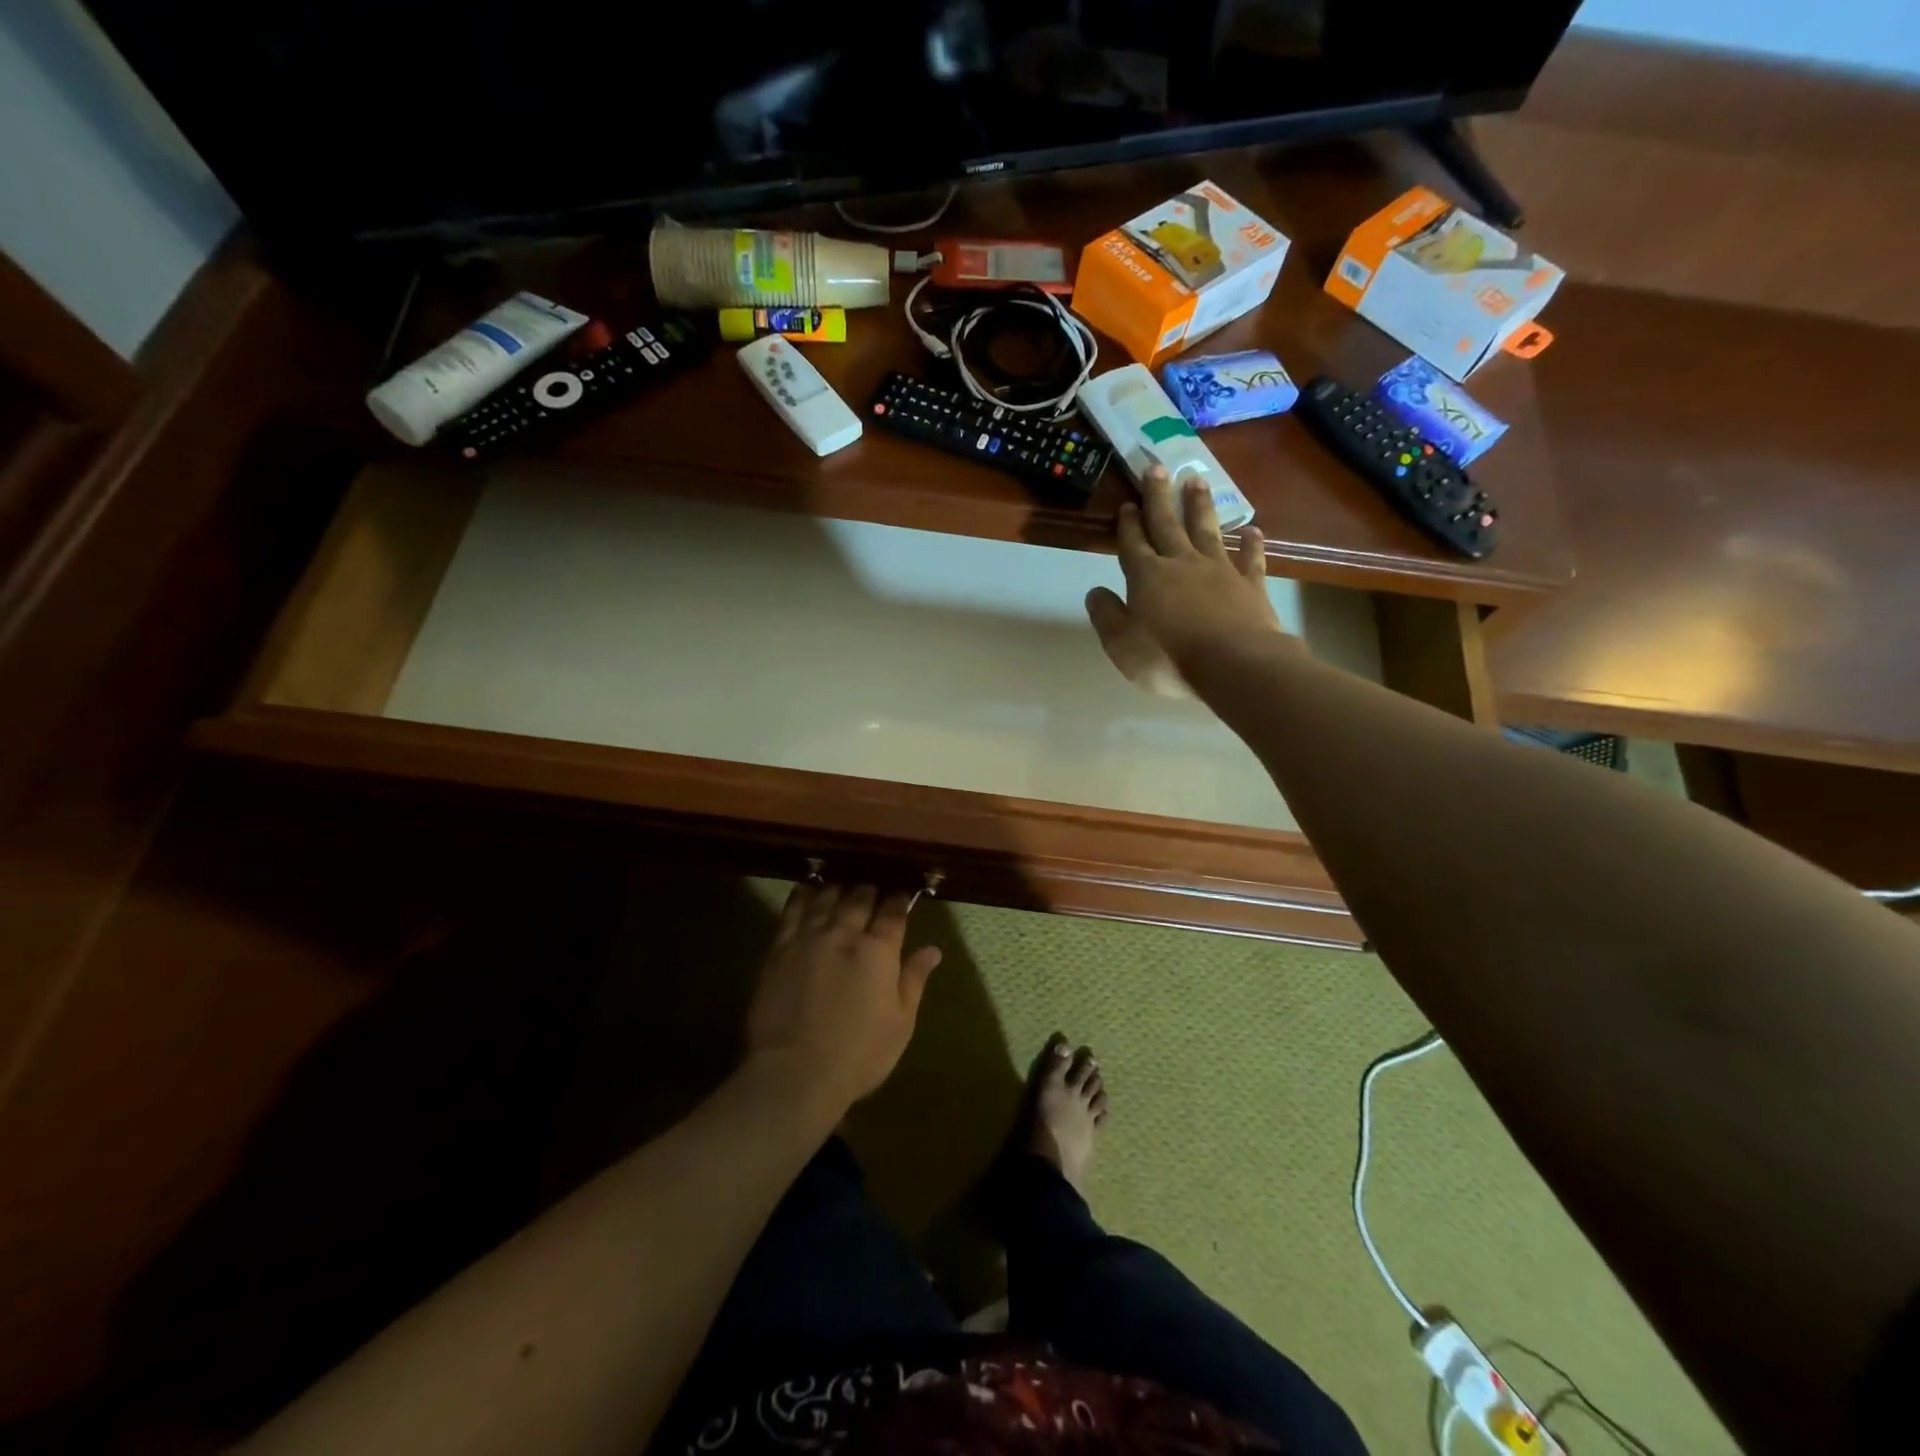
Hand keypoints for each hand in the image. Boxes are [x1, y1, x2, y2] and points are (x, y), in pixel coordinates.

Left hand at [746, 882, 941, 1112]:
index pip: (893, 913)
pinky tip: (807, 887)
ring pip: (826, 898)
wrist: (794, 1074)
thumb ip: (914, 979)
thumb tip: (933, 949)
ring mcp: (809, 939)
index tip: (902, 894)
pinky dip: (803, 895)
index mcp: (878, 951)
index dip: (899, 900)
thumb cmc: (859, 1055)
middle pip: (859, 898)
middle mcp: (844, 934)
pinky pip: (792, 912)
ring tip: (843, 882)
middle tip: (873, 886)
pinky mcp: (779, 950)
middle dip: (869, 889)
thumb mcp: (900, 1023)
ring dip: (838, 887)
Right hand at [1085, 465, 1286, 696]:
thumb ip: (1106, 616)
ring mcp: (1219, 570)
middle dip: (1159, 497)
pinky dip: (1250, 544)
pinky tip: (1252, 531)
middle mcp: (1181, 564)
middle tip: (1156, 468)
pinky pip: (1250, 558)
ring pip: (1206, 530)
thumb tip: (1094, 592)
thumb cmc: (1169, 658)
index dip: (1128, 524)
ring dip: (1200, 505)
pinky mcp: (1250, 584)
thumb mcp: (1121, 645)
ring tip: (1197, 479)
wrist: (1235, 665)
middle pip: (1167, 524)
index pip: (1133, 543)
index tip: (1127, 503)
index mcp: (1147, 577)